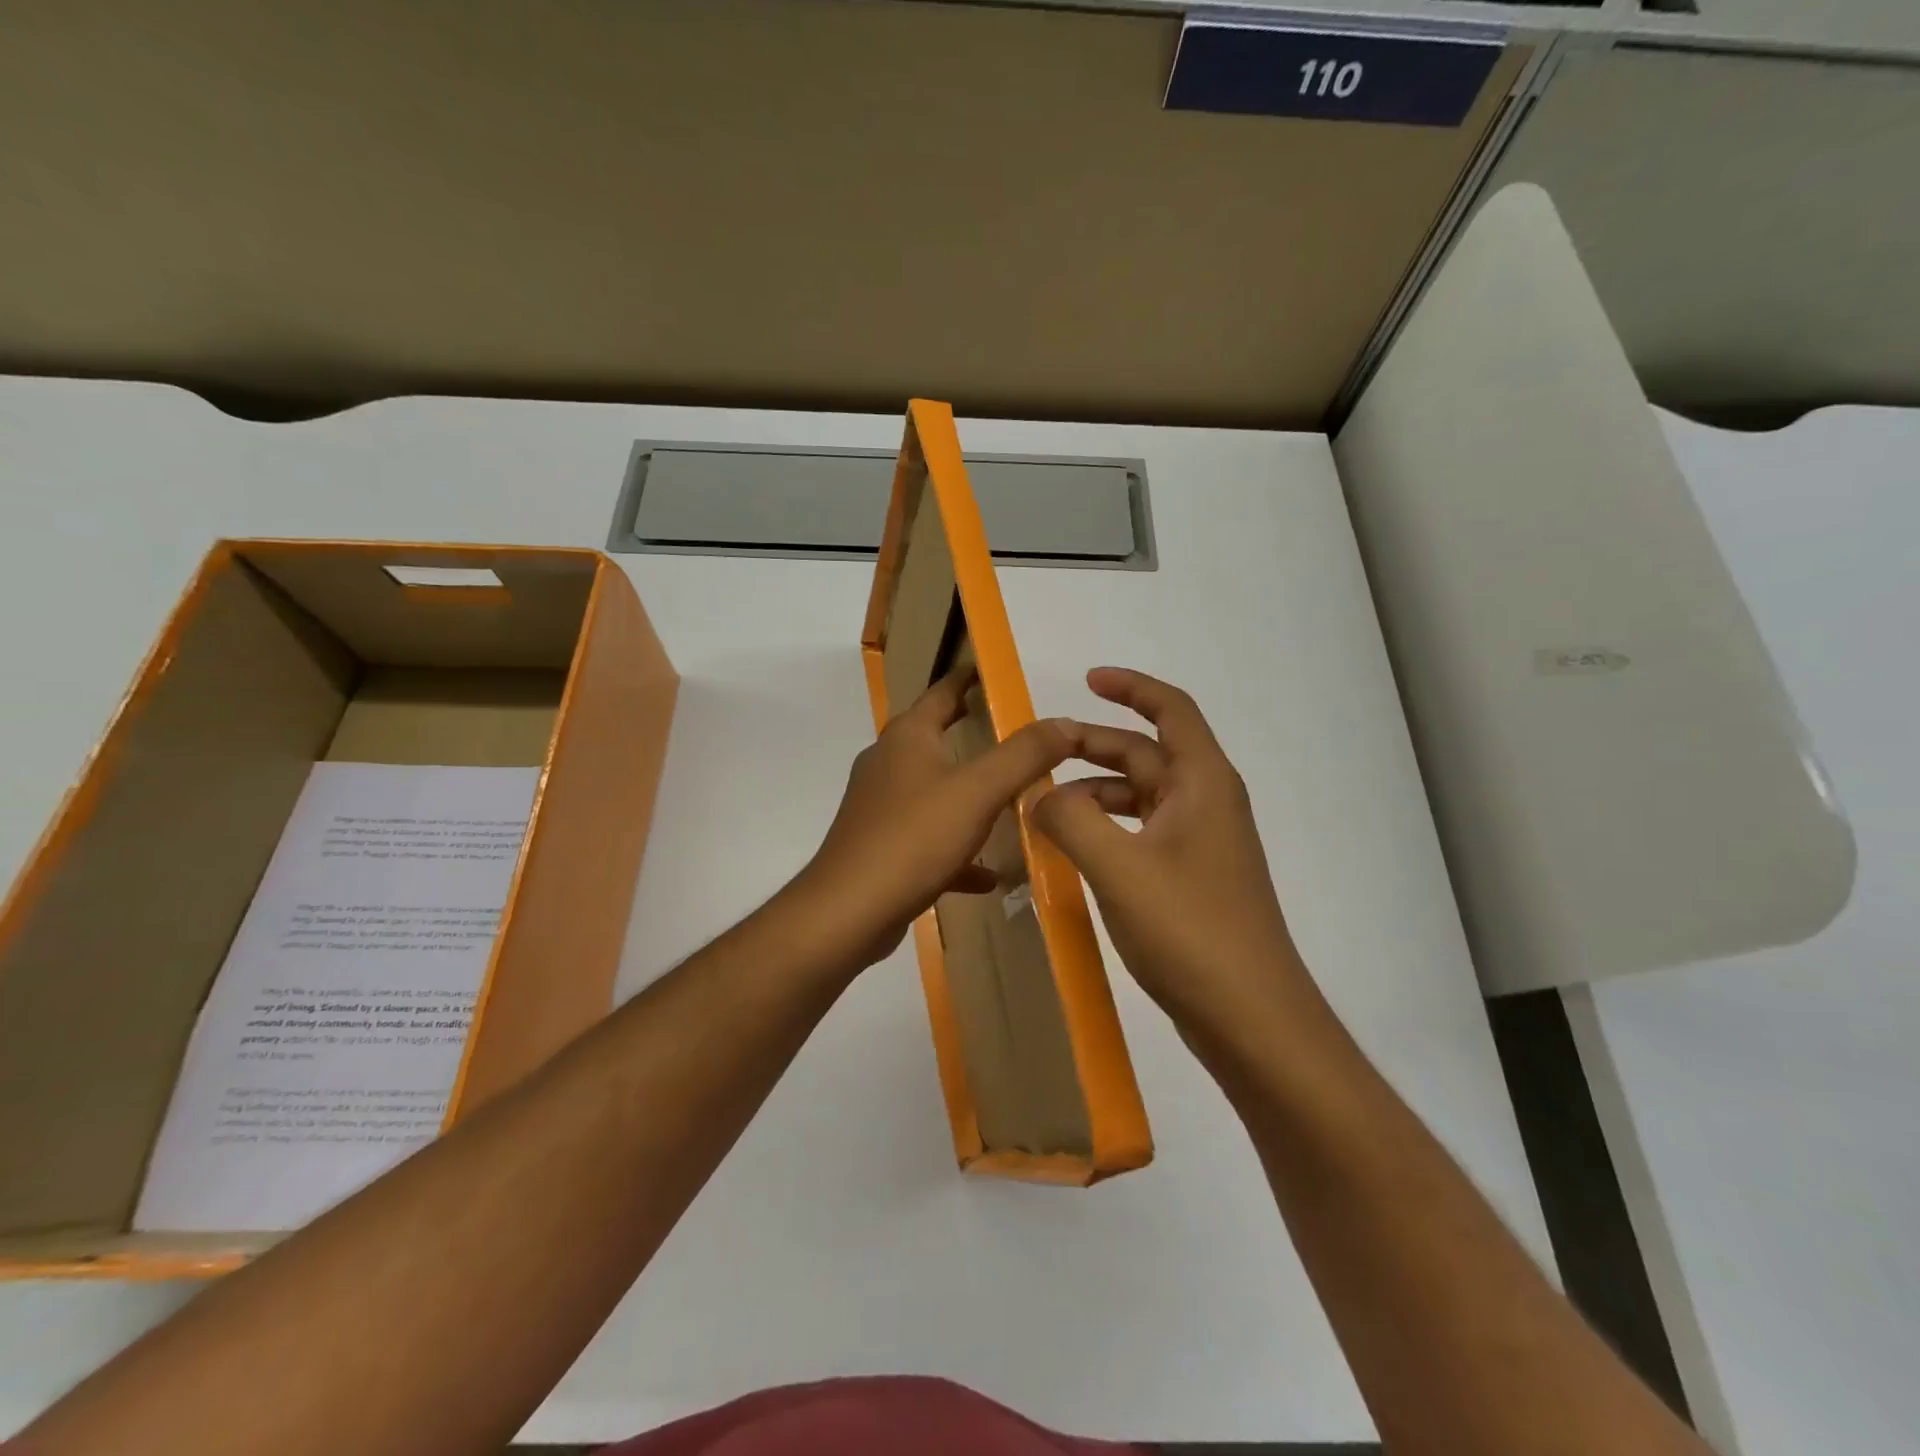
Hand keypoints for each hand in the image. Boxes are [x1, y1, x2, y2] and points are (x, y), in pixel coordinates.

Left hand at [794, 668, 1077, 968]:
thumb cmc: (913, 838)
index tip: (989, 671)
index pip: (941, 693)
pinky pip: (927, 838)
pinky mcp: (880, 846)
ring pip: (932, 790)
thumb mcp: (979, 792)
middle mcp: (888, 764)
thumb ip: (1024, 755)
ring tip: (1006, 799)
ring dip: (966, 794)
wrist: (848, 911)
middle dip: (968, 731)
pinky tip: (987, 874)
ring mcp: (880, 807)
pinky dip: (957, 849)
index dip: (966, 679)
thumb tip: (1065, 722)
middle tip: (1008, 729)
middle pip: (934, 738)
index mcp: (908, 738)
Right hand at [1034, 667, 1311, 1042]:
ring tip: (1044, 810)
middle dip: (1093, 748)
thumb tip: (1039, 796)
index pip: (1170, 710)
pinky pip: (1142, 834)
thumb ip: (1069, 820)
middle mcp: (1206, 803)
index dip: (1131, 687)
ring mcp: (1202, 844)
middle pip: (1147, 754)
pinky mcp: (1192, 879)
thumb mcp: (1117, 867)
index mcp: (1202, 783)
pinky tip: (1075, 852)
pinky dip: (1107, 830)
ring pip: (1141, 797)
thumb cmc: (1190, 929)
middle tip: (1040, 753)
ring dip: (1095, 794)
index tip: (1087, 680)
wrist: (1251, 1017)